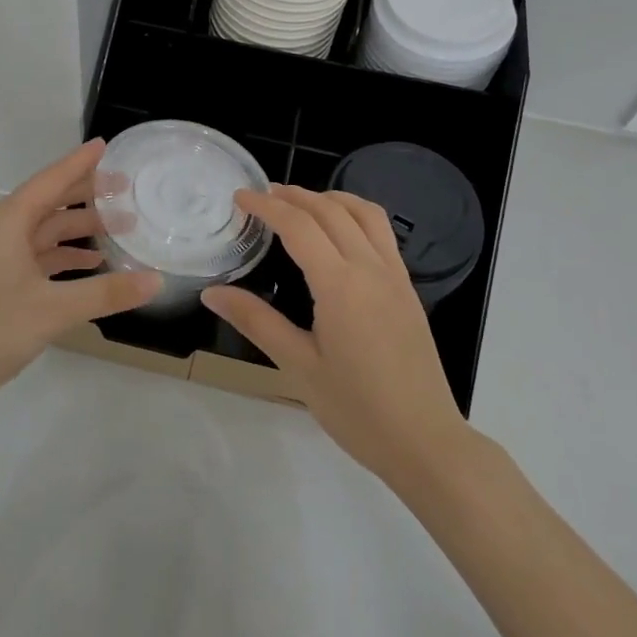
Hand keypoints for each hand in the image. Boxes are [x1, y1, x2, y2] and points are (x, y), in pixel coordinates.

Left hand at [0, 140, 160, 420]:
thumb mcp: (53, 310)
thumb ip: (107, 293)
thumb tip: (157, 280)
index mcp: (3, 222)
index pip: (50, 181)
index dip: (80, 163)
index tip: (106, 145)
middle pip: (46, 203)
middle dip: (85, 197)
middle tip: (126, 190)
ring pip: (39, 231)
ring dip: (75, 230)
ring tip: (118, 229)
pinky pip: (29, 254)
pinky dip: (58, 255)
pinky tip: (88, 264)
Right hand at [202, 185, 469, 488]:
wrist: (424, 440)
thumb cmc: (355, 409)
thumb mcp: (298, 366)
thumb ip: (256, 321)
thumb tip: (211, 293)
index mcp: (340, 285)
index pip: (298, 226)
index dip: (266, 206)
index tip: (240, 197)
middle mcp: (371, 269)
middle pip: (331, 210)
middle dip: (294, 196)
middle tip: (263, 195)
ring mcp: (395, 276)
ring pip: (364, 213)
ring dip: (330, 198)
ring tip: (301, 202)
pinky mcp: (408, 290)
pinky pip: (382, 233)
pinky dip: (356, 215)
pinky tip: (340, 232)